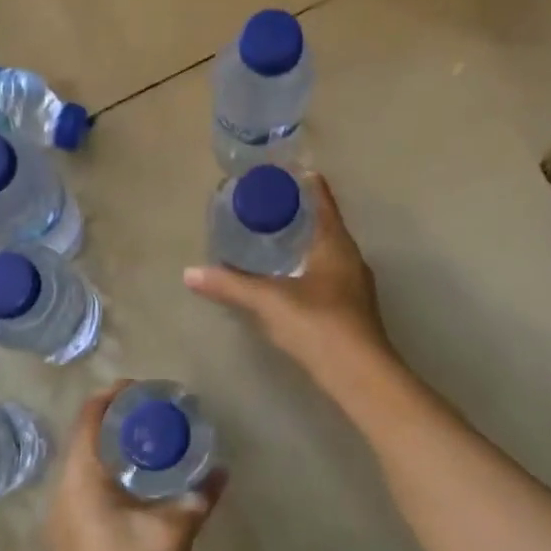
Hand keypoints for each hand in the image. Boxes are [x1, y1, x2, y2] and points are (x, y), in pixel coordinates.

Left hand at [44, 386, 223, 550]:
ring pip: (85, 462)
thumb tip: (222, 471)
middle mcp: (63, 490)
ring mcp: (63, 515)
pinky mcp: (70, 533)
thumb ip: (198, 497)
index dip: (112, 396)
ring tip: (150, 439)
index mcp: (81, 480)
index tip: (143, 388)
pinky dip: (109, 470)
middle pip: (84, 437)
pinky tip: (139, 480)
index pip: (88, 418)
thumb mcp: (174, 533)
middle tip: (154, 412)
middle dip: (116, 419)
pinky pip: (86, 484)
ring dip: (112, 445)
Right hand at [184, 174, 390, 380]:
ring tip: (272, 242)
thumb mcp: (268, 301)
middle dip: (300, 215)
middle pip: (325, 226)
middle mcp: (350, 260)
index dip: (306, 184)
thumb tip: (190, 273)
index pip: (322, 202)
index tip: (285, 173)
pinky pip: (326, 277)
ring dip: (304, 245)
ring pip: (327, 254)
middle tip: (267, 207)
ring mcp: (354, 287)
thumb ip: (230, 285)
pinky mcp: (351, 311)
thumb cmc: (318, 325)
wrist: (360, 377)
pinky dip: (307, 270)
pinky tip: (288, 283)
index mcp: (335, 244)